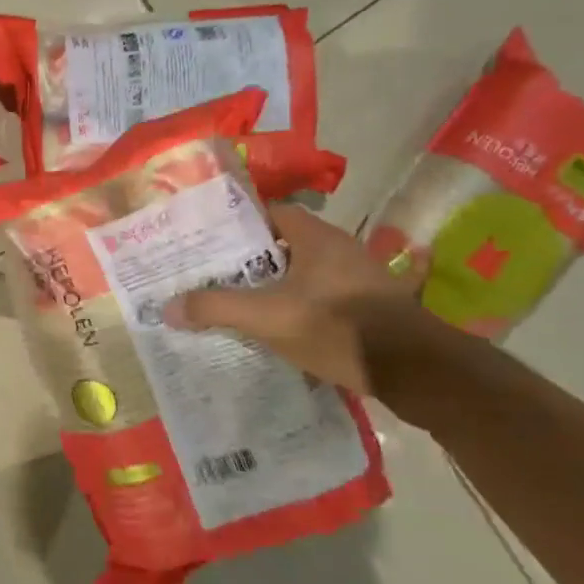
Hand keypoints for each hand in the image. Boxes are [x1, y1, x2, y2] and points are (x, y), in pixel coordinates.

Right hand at [163, 204, 427, 394]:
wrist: (416, 371)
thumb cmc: (338, 328)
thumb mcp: (267, 318)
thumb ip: (216, 308)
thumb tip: (168, 307)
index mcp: (317, 239)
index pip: (273, 212)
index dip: (241, 222)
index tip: (212, 239)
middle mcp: (342, 249)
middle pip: (287, 243)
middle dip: (253, 257)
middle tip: (217, 272)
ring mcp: (362, 278)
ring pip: (307, 271)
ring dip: (278, 282)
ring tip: (242, 299)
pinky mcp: (373, 307)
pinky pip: (327, 295)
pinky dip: (304, 303)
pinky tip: (286, 321)